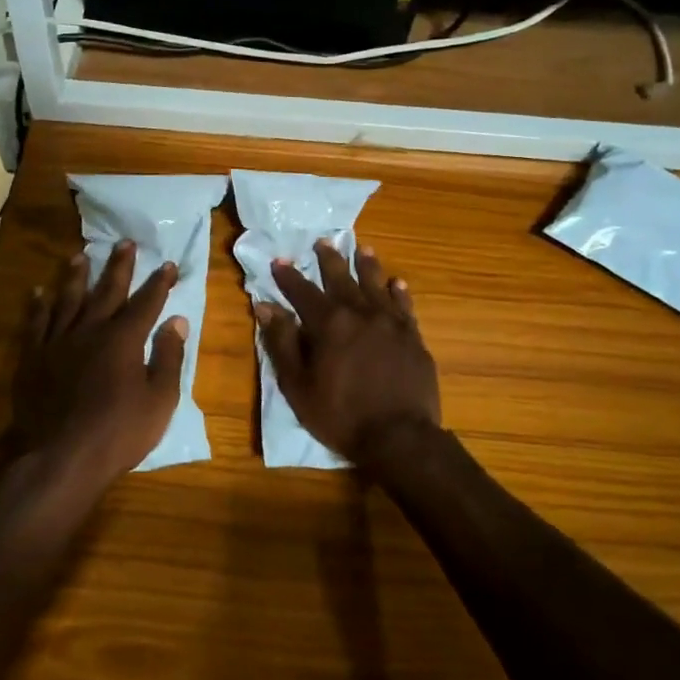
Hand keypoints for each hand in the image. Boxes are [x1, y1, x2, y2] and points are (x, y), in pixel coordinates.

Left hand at [14, 240, 187, 484]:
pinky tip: (38, 292)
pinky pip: (36, 323)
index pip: (146, 303)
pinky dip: (38, 305)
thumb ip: (169, 357)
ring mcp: (58, 342)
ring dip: (76, 276)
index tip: (168, 264)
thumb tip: (177, 321)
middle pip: (107, 291)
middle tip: (125, 243)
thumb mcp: (160, 399)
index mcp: (124, 339)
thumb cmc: (120, 432)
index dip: (159, 283)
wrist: (63, 457)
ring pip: (68, 299)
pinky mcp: (33, 358)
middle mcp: (91, 331)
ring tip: (80, 255)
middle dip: (119, 266)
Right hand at [255, 241, 441, 466]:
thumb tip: (265, 307)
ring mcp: (391, 324)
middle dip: (330, 260)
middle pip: (342, 279)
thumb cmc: (341, 416)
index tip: (279, 261)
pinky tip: (397, 283)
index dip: (289, 276)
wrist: (400, 437)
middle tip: (323, 241)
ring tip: (363, 249)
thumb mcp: (298, 385)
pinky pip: (405, 307)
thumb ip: (282, 343)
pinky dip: (399, 293)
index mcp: (329, 324)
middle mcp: (361, 313)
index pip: (303, 292)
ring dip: (368, 266)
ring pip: (377, 285)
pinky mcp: (413, 337)